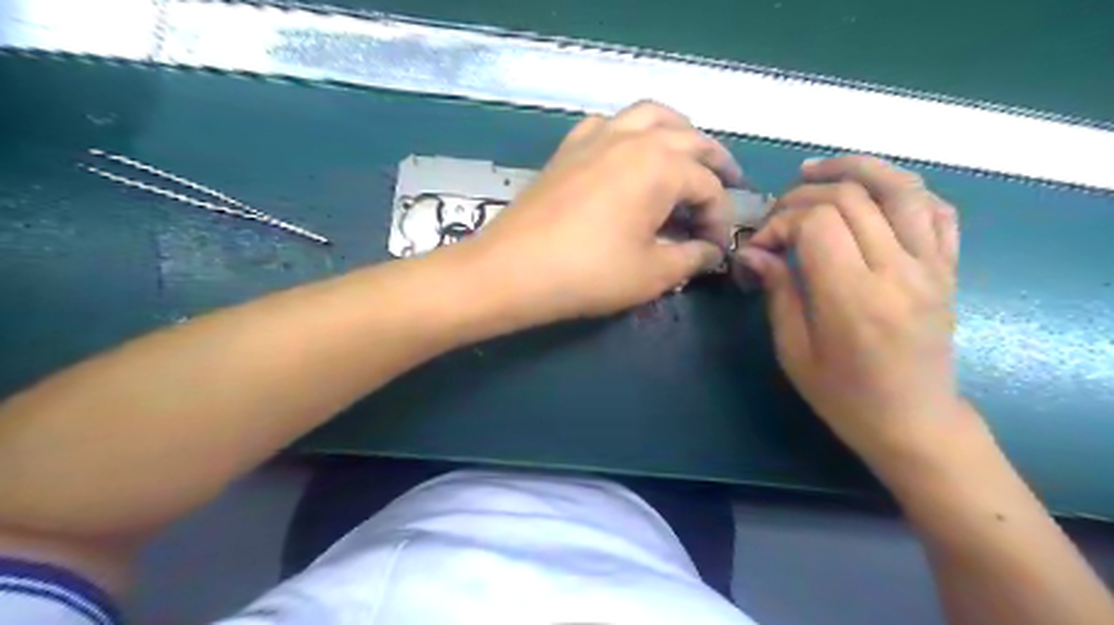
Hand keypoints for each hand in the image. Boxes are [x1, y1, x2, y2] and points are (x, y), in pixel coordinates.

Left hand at [456, 100, 741, 324]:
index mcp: (662, 166)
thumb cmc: (589, 274)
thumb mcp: (652, 274)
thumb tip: (711, 253)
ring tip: (688, 156)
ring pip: (651, 116)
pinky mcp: (569, 148)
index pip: (709, 188)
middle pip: (690, 140)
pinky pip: (609, 124)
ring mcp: (597, 137)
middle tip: (728, 185)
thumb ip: (691, 259)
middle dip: (714, 164)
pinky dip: (630, 131)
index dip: (720, 219)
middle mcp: (634, 138)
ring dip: (678, 133)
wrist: (512, 270)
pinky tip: (629, 153)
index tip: (716, 250)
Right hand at [737, 155, 960, 466]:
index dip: (780, 222)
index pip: (817, 223)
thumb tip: (755, 250)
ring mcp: (932, 265)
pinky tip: (870, 194)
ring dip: (855, 168)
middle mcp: (899, 271)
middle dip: (803, 196)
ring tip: (817, 172)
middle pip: (852, 197)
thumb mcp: (794, 351)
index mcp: (854, 298)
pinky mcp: (948, 268)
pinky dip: (901, 189)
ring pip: (900, 187)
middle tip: (778, 217)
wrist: (914, 421)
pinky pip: (936, 209)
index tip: (761, 246)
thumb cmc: (843, 396)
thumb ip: (778, 291)